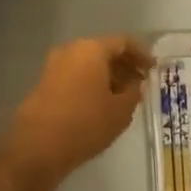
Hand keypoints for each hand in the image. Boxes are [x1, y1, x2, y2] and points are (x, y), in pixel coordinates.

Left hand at [0, 35, 154, 187]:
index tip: (153, 68)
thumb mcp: (120, 111)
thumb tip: (135, 85)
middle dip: (124, 66)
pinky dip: (91, 84)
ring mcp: (53, 67)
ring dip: (107, 76)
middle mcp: (70, 51)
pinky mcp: (43, 85)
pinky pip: (75, 77)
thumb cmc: (85, 123)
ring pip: (88, 65)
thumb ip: (133, 93)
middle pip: (103, 51)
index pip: (123, 42)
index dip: (141, 54)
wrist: (37, 148)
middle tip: (140, 83)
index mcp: (91, 49)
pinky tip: (101, 104)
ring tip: (123, 96)